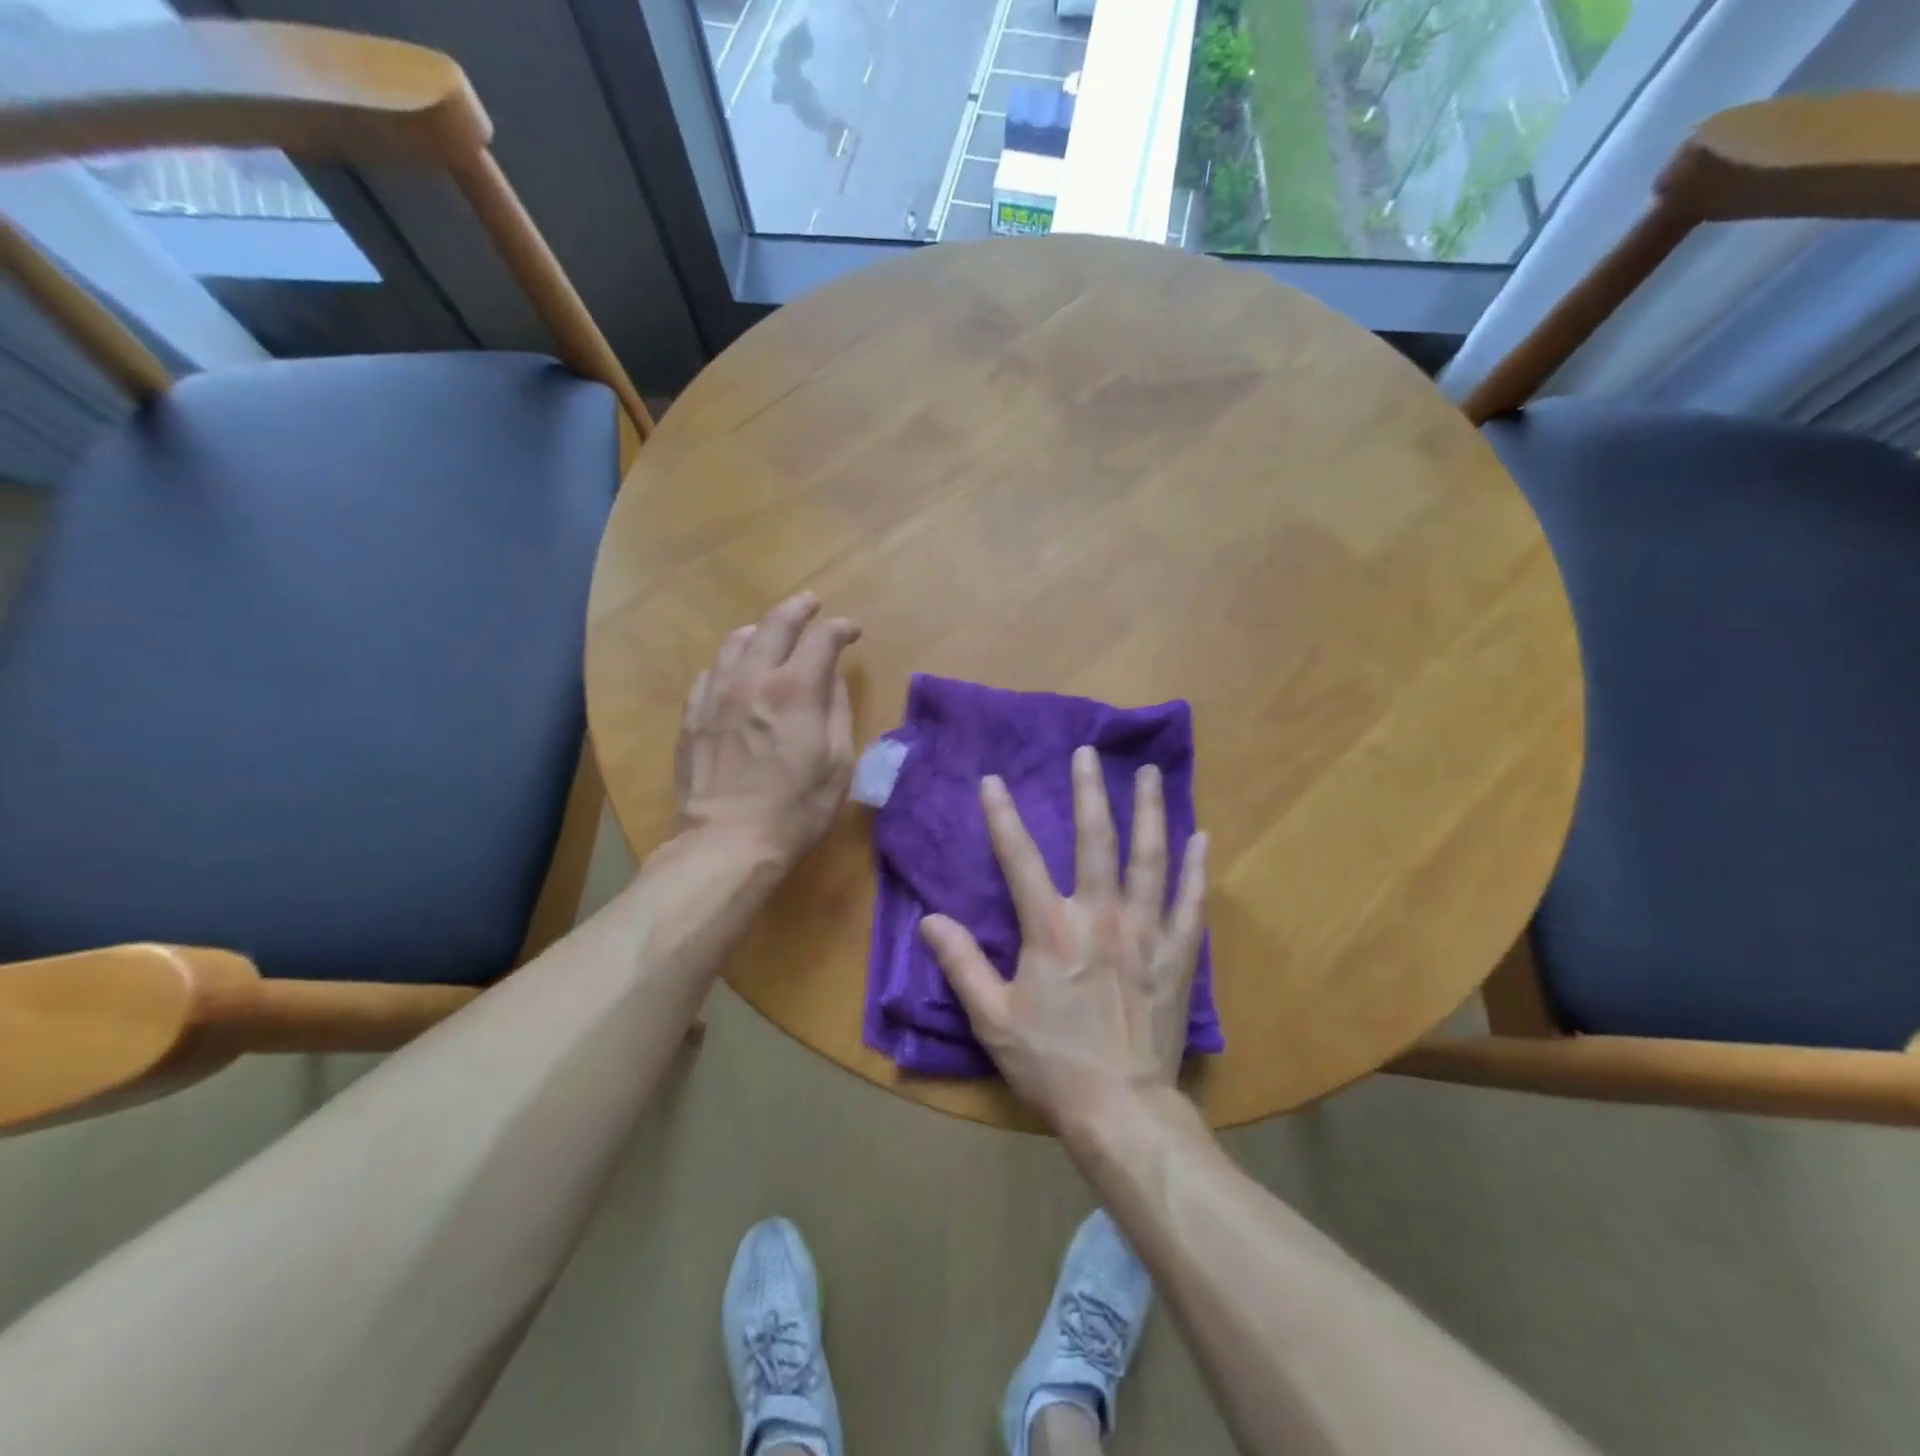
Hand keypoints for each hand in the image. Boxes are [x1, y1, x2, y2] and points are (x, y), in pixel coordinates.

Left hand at [675, 592, 860, 869]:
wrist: (728, 842)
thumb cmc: (796, 809)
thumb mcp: (837, 763)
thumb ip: (836, 712)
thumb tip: (831, 680)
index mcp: (796, 690)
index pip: (822, 639)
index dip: (841, 628)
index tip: (852, 632)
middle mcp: (753, 679)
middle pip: (775, 624)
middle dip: (799, 609)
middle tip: (811, 604)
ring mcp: (716, 695)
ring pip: (735, 641)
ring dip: (759, 630)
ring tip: (770, 632)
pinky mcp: (692, 715)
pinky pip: (710, 672)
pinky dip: (729, 663)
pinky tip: (735, 673)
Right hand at [920, 744, 1208, 1128]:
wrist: (1121, 1108)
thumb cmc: (1051, 1062)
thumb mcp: (993, 1018)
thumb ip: (962, 964)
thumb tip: (930, 920)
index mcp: (1051, 930)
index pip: (1020, 860)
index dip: (1003, 817)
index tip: (993, 781)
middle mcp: (1101, 918)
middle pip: (1096, 841)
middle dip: (1089, 793)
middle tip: (1088, 753)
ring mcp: (1145, 934)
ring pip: (1150, 860)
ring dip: (1148, 813)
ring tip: (1148, 774)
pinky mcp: (1177, 956)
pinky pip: (1191, 904)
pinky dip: (1196, 869)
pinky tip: (1202, 838)